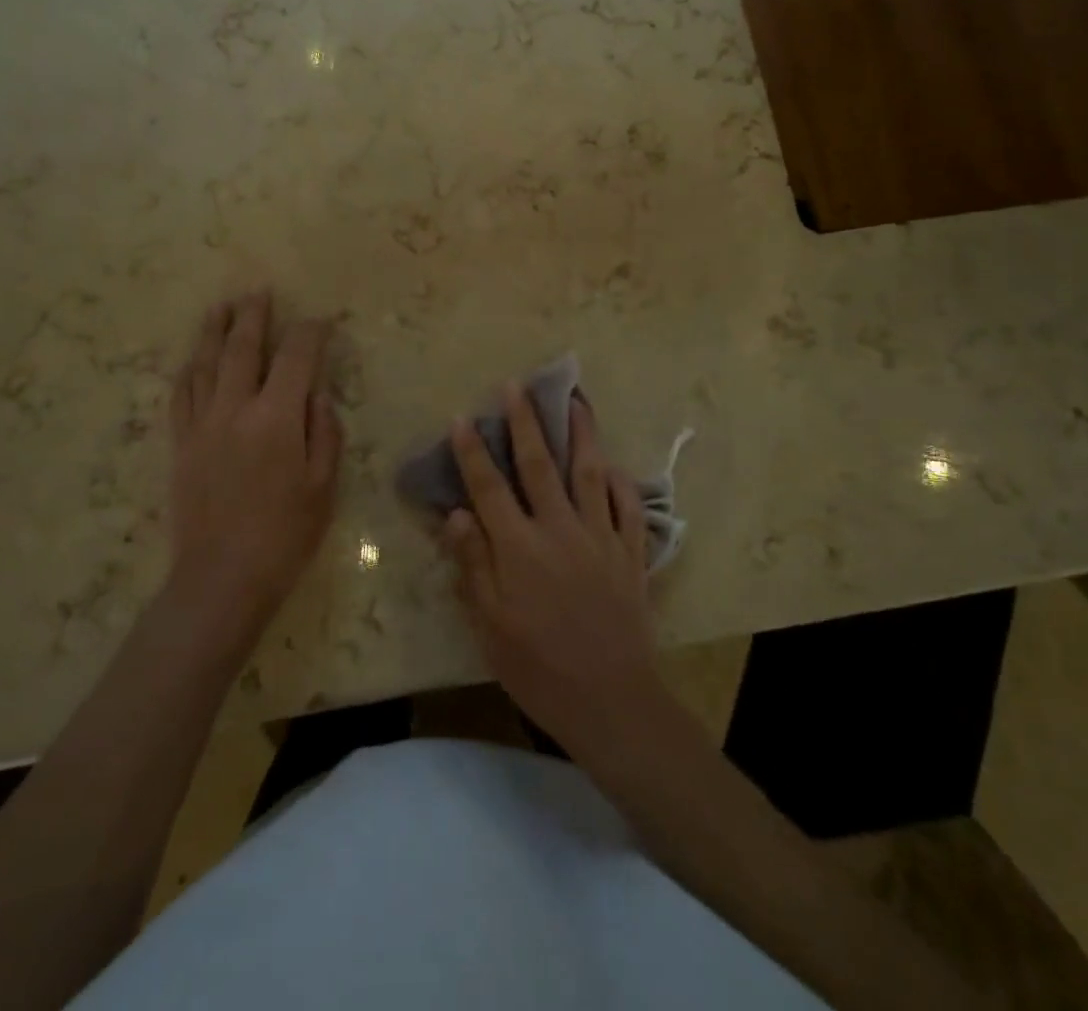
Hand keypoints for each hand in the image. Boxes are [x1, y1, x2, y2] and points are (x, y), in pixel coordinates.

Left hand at [167, 292, 342, 639]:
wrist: (221, 578)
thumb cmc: (285, 534)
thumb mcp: (323, 485)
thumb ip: (324, 432)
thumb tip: (317, 394)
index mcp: (277, 418)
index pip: (296, 358)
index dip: (311, 334)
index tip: (321, 321)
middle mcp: (235, 409)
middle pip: (243, 349)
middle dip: (254, 316)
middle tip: (259, 291)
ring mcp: (202, 424)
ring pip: (206, 364)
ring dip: (214, 331)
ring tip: (221, 307)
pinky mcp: (180, 444)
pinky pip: (181, 395)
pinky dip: (190, 370)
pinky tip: (194, 359)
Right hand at [443, 386, 664, 756]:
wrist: (612, 701)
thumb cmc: (539, 668)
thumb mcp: (490, 626)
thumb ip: (473, 564)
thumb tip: (456, 513)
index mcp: (520, 548)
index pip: (489, 488)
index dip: (473, 452)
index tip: (462, 418)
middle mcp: (560, 530)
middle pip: (539, 465)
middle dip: (525, 422)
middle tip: (517, 386)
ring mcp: (600, 537)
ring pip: (589, 472)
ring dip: (580, 433)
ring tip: (575, 400)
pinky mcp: (631, 554)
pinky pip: (629, 507)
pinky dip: (621, 482)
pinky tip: (613, 465)